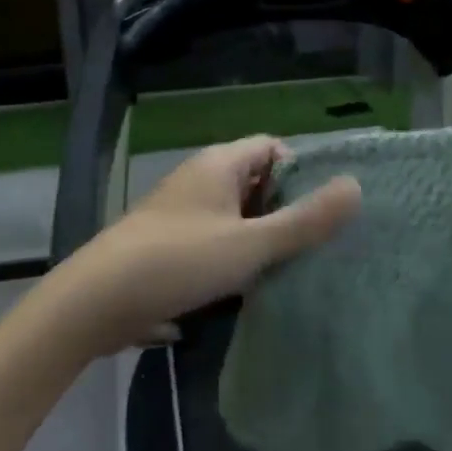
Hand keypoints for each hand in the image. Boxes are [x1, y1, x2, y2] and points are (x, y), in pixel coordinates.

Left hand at [49, 135, 361, 355]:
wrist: (95, 303)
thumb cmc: (179, 261)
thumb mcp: (252, 243)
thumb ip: (305, 219)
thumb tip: (355, 187)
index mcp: (219, 164)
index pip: (273, 147)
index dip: (302, 172)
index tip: (324, 209)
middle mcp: (199, 179)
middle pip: (256, 182)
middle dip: (285, 209)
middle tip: (317, 243)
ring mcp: (180, 213)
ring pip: (235, 215)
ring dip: (260, 238)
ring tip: (291, 269)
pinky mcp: (167, 245)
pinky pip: (214, 241)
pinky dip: (233, 258)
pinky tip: (248, 289)